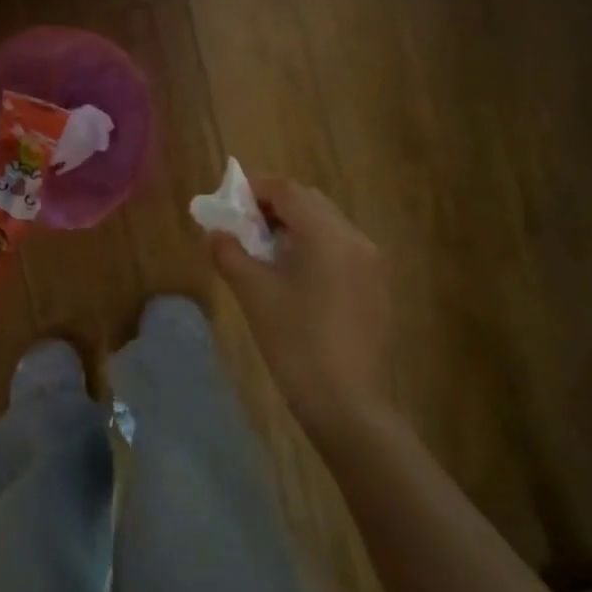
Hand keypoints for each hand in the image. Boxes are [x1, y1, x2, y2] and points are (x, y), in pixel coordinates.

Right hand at [209, 177, 391, 439]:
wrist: (345, 401)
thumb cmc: (295, 342)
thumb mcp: (254, 294)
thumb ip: (230, 254)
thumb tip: (216, 233)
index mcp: (328, 234)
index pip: (288, 191)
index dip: (255, 189)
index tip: (229, 201)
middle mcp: (357, 239)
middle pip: (311, 203)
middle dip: (274, 207)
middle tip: (243, 226)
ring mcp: (372, 264)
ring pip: (328, 227)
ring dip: (294, 227)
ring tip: (264, 251)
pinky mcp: (376, 288)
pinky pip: (341, 250)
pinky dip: (314, 248)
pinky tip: (293, 276)